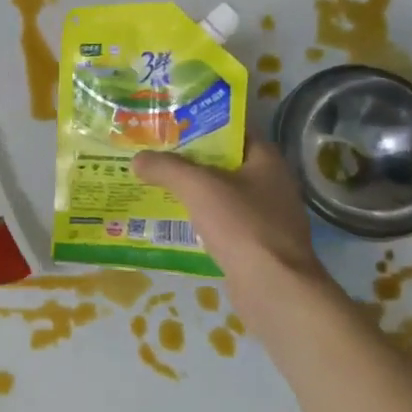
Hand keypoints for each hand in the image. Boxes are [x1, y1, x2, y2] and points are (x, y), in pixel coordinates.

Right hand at [132, 138, 327, 286]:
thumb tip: (138, 159)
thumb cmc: (241, 225)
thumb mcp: (197, 187)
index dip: (202, 123)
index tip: (170, 123)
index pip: (234, 129)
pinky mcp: (256, 245)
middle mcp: (271, 183)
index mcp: (266, 160)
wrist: (273, 288)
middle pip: (225, 162)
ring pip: (221, 194)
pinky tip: (173, 220)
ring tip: (156, 184)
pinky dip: (200, 219)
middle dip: (190, 158)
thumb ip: (166, 168)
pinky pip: (222, 222)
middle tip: (155, 153)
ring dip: (193, 191)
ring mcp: (266, 217)